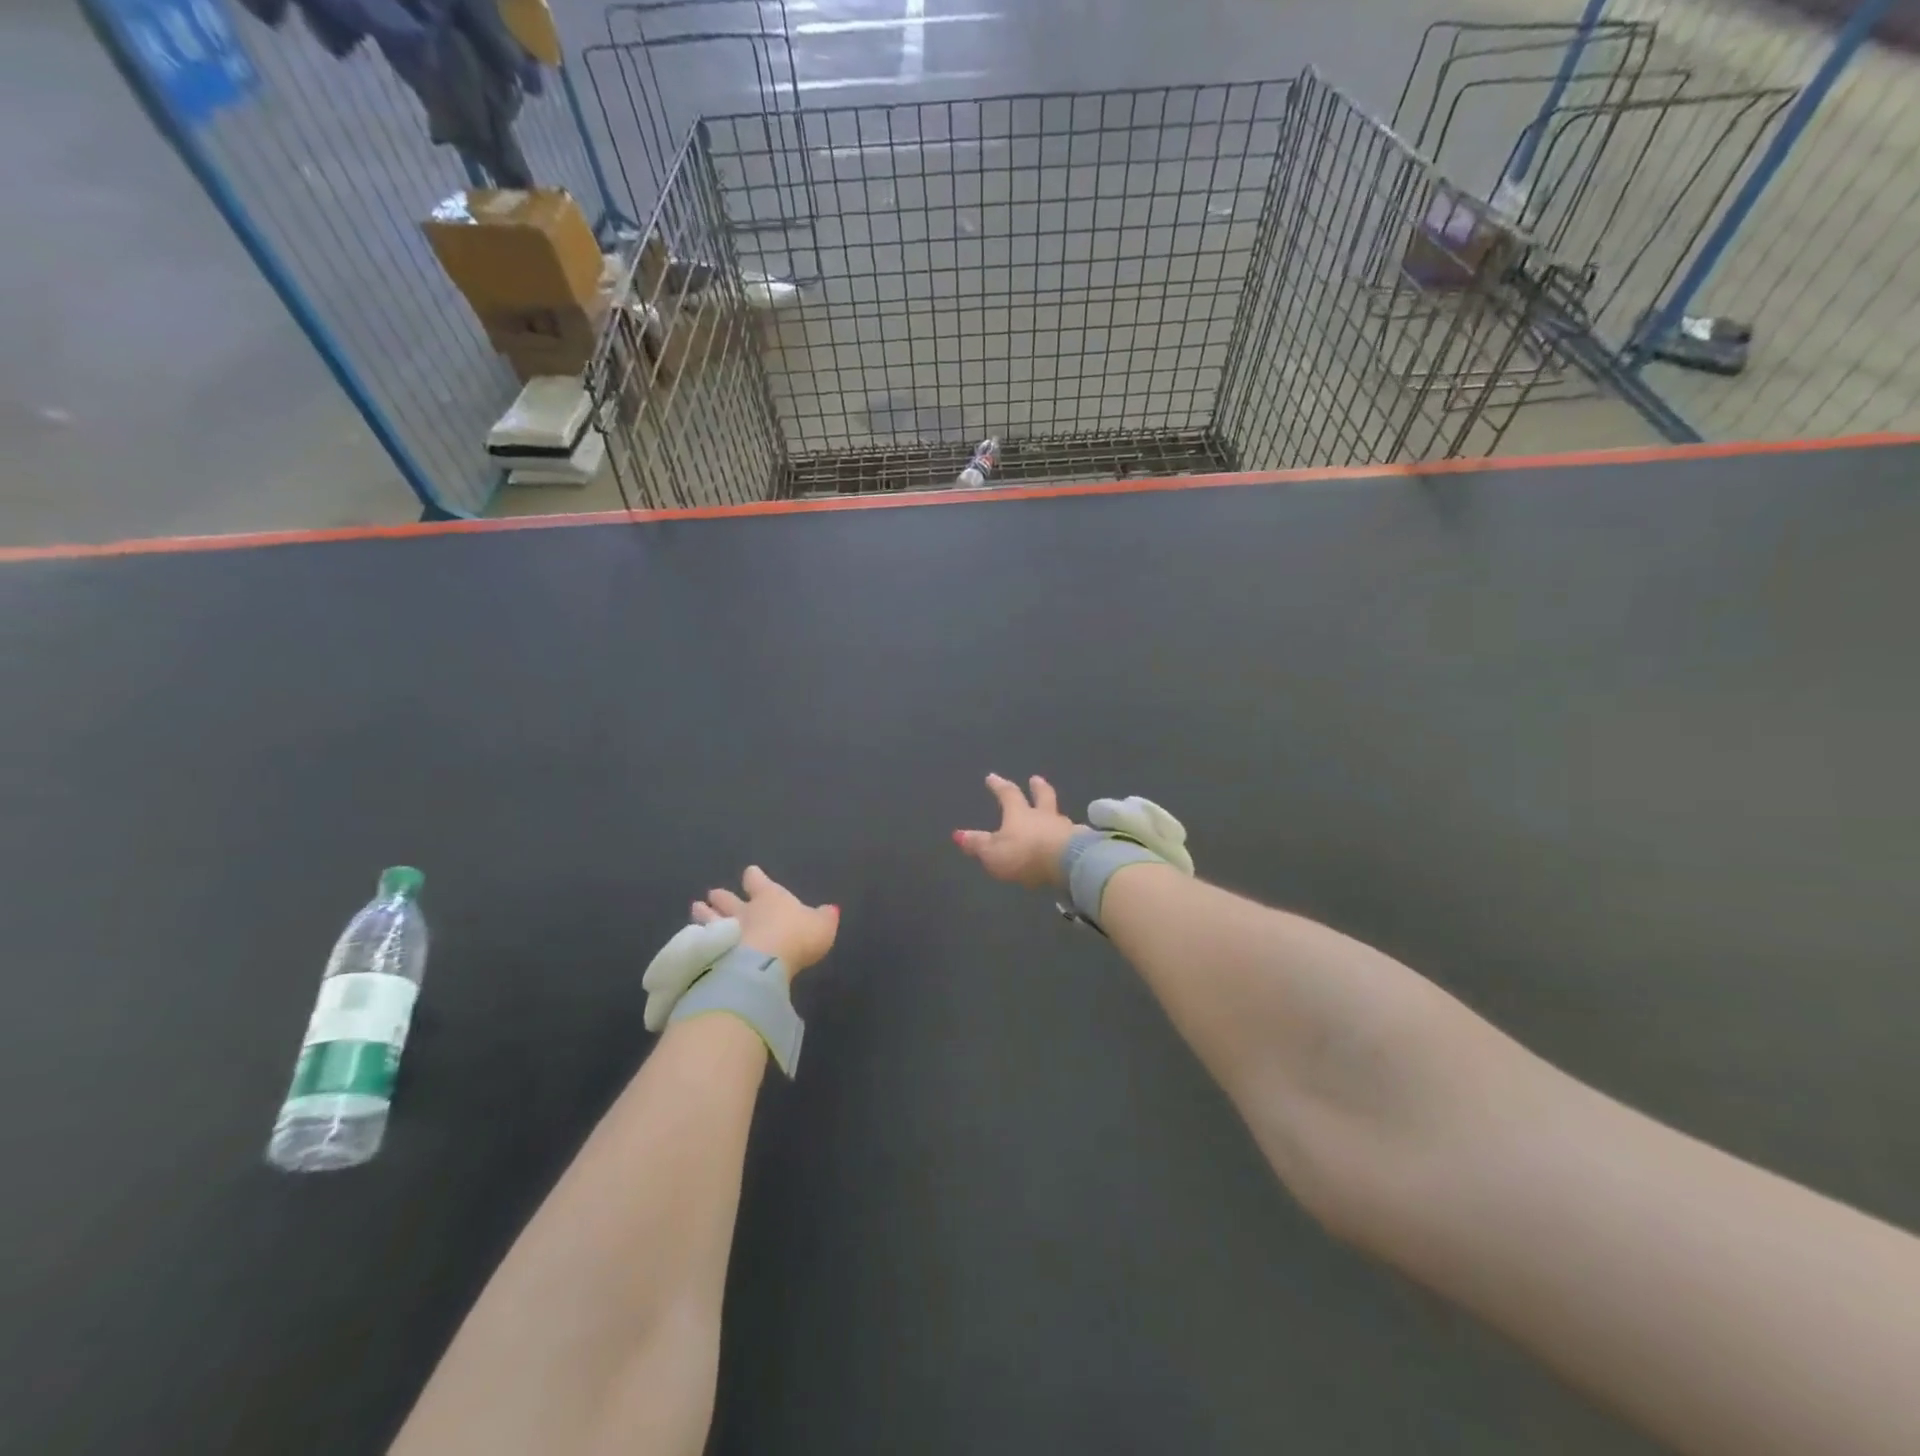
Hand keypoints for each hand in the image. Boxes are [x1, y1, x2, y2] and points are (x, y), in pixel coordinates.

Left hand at [691, 866, 838, 978]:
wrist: (762, 964)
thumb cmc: (796, 938)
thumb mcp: (822, 926)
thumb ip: (824, 917)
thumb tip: (830, 909)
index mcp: (770, 898)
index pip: (759, 882)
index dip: (754, 877)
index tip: (749, 873)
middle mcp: (744, 911)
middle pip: (729, 900)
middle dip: (723, 896)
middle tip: (713, 893)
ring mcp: (724, 931)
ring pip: (710, 918)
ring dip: (704, 913)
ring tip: (696, 907)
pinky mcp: (710, 953)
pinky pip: (701, 941)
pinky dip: (697, 938)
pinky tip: (692, 939)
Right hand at [953, 773, 1079, 888]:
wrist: (1067, 863)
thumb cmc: (1025, 854)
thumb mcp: (993, 852)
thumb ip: (977, 844)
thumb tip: (958, 835)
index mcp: (1020, 814)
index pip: (1008, 794)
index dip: (999, 786)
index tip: (992, 777)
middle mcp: (1044, 815)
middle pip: (1042, 796)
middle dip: (1037, 787)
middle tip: (1036, 778)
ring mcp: (1065, 828)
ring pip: (1059, 815)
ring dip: (1054, 812)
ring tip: (1055, 813)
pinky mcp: (1082, 843)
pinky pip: (1075, 835)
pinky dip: (1071, 834)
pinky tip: (1073, 838)